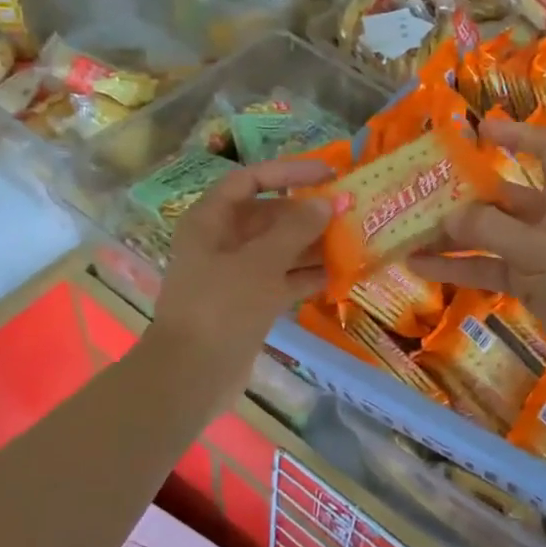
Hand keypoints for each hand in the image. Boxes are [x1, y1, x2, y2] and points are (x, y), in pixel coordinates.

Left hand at [146, 157, 333, 384]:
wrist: (192, 375)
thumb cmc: (221, 307)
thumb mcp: (261, 263)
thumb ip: (296, 229)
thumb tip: (325, 203)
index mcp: (211, 220)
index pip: (250, 180)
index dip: (288, 172)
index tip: (328, 174)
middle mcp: (221, 241)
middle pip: (268, 215)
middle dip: (307, 214)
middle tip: (350, 213)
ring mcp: (234, 274)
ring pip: (279, 249)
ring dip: (312, 246)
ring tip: (353, 242)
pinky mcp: (248, 303)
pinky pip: (281, 279)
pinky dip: (306, 276)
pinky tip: (339, 276)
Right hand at [409, 118, 545, 384]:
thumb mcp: (537, 250)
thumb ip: (490, 230)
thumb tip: (447, 216)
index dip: (518, 135)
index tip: (480, 132)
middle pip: (503, 198)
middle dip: (463, 199)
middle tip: (421, 200)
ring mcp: (538, 254)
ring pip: (488, 237)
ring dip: (452, 238)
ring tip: (408, 239)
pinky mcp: (529, 285)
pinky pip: (487, 269)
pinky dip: (458, 268)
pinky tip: (422, 269)